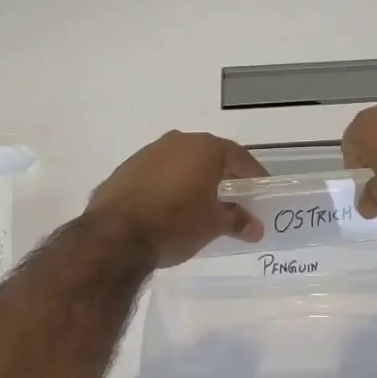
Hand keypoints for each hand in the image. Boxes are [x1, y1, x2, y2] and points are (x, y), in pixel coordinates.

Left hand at [87, 131, 266, 267]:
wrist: (115, 236)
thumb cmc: (176, 223)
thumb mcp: (213, 225)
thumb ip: (237, 220)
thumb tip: (255, 227)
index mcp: (205, 148)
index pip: (239, 156)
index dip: (253, 174)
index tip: (261, 189)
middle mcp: (177, 141)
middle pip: (209, 155)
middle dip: (223, 175)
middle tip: (233, 196)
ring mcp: (148, 153)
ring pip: (180, 162)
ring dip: (192, 179)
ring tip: (200, 203)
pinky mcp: (125, 169)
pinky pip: (156, 174)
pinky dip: (167, 186)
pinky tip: (168, 208)